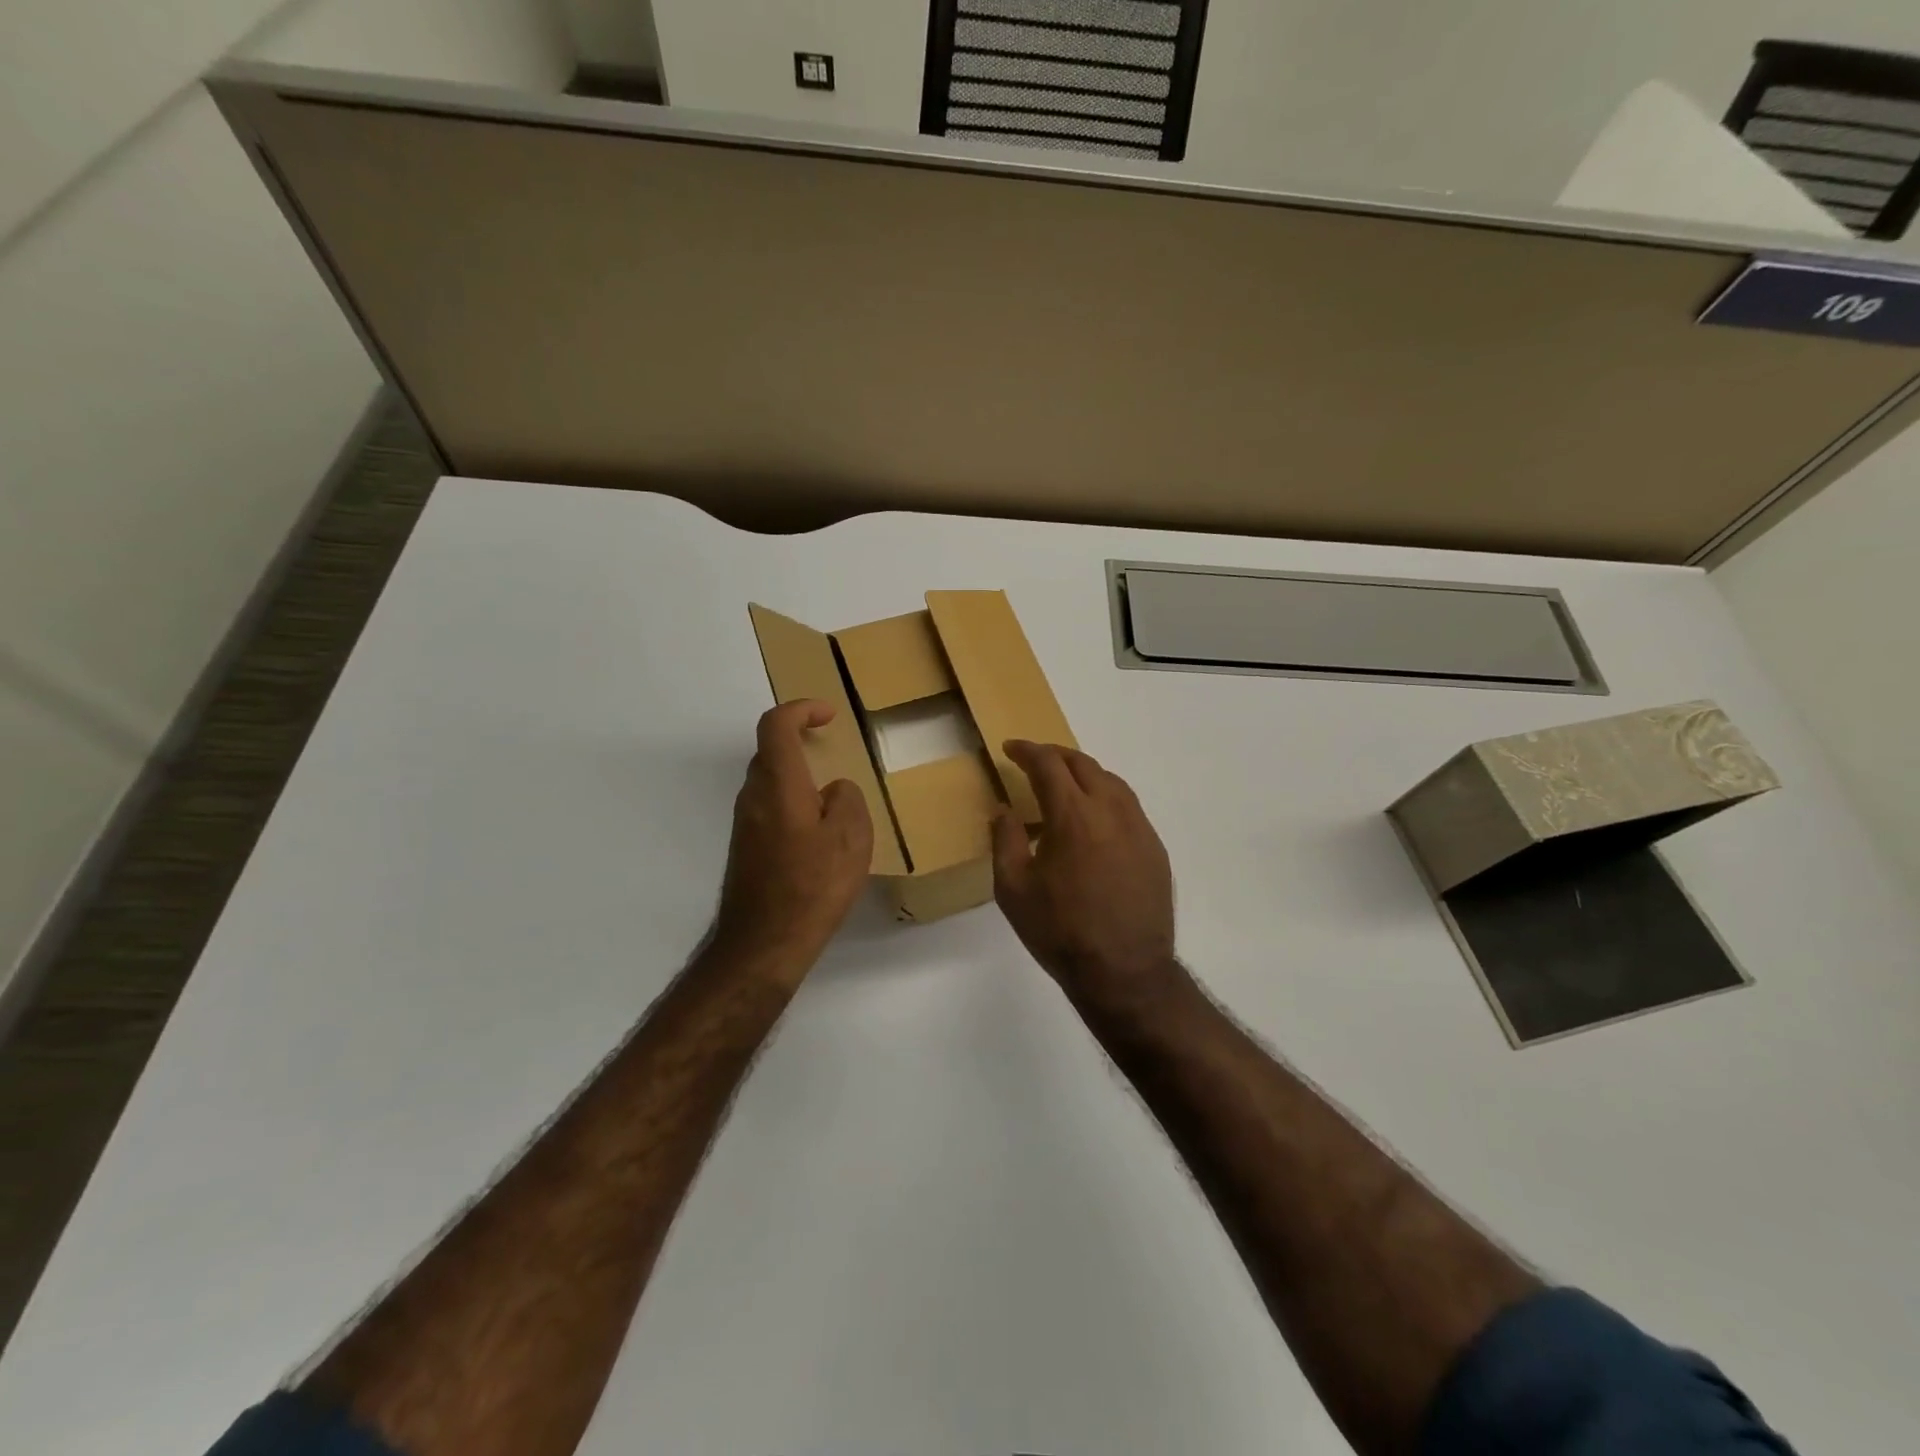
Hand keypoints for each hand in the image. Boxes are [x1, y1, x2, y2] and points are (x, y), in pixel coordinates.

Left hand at [710, 700, 873, 981]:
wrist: (763, 944)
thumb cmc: (812, 886)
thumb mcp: (851, 838)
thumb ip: (847, 800)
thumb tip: (833, 792)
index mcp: (779, 784)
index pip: (776, 726)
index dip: (801, 710)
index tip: (829, 716)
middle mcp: (753, 797)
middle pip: (770, 753)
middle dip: (800, 743)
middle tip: (832, 755)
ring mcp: (744, 824)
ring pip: (769, 783)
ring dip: (797, 779)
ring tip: (832, 802)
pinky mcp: (744, 849)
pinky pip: (769, 810)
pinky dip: (791, 805)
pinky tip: (817, 837)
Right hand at [991, 740, 1187, 1012]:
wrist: (1125, 972)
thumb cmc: (1060, 932)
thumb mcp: (1013, 889)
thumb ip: (1006, 840)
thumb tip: (1004, 810)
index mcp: (1073, 816)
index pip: (1048, 765)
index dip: (1027, 751)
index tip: (1010, 748)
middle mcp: (1111, 810)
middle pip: (1084, 764)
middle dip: (1056, 755)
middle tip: (1035, 760)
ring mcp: (1139, 828)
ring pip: (1111, 781)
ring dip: (1084, 773)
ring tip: (1065, 784)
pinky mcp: (1155, 848)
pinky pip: (1129, 806)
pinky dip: (1106, 797)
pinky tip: (1095, 820)